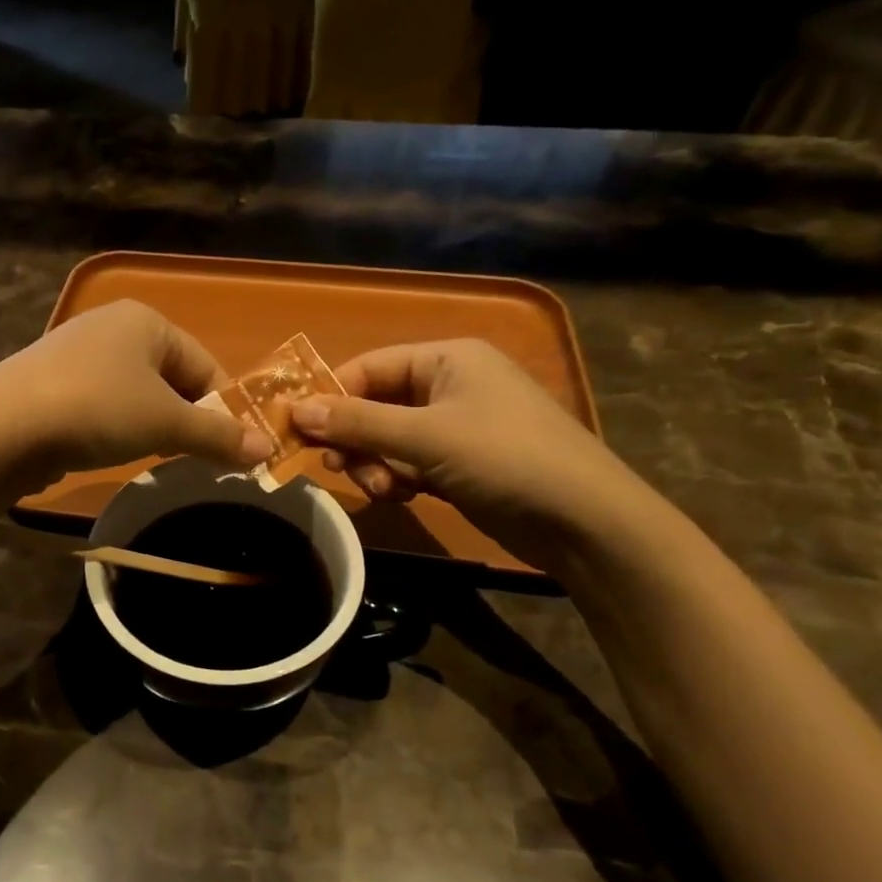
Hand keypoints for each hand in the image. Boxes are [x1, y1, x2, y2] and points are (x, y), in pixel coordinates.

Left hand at [0, 301, 273, 484]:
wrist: (1, 428)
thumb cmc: (98, 410)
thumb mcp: (166, 425)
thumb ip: (218, 436)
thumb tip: (268, 451)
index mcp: (145, 320)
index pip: (205, 364)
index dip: (223, 409)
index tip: (231, 450)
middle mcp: (110, 327)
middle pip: (171, 378)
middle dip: (185, 419)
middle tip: (190, 458)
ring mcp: (75, 353)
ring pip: (135, 393)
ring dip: (151, 426)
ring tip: (149, 456)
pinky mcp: (49, 383)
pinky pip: (101, 403)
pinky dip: (114, 426)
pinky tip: (106, 449)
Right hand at [289, 339, 650, 569]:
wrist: (585, 522)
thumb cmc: (504, 458)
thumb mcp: (426, 437)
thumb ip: (358, 423)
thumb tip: (296, 410)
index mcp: (447, 359)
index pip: (370, 367)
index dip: (332, 396)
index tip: (296, 428)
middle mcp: (450, 385)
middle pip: (377, 404)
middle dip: (356, 437)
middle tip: (336, 466)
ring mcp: (458, 426)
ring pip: (390, 438)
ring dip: (376, 463)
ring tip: (380, 489)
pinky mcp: (462, 464)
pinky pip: (411, 462)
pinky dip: (398, 478)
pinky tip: (401, 496)